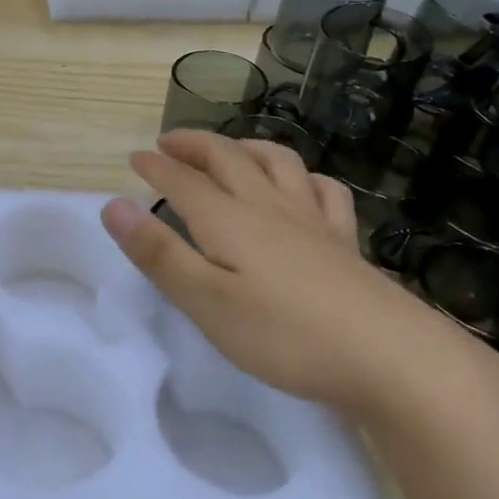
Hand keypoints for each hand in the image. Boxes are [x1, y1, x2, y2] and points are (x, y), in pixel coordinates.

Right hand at [100, 132, 493, 413]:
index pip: (183, 180)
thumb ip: (159, 254)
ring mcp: (313, 221)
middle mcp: (269, 207)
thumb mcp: (206, 301)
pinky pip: (325, 191)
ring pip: (278, 164)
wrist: (386, 355)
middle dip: (194, 145)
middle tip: (170, 143)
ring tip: (231, 150)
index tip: (134, 158)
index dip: (156, 166)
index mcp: (229, 220)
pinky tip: (304, 184)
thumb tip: (113, 205)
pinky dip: (306, 177)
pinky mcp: (344, 242)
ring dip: (246, 148)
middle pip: (228, 159)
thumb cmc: (283, 335)